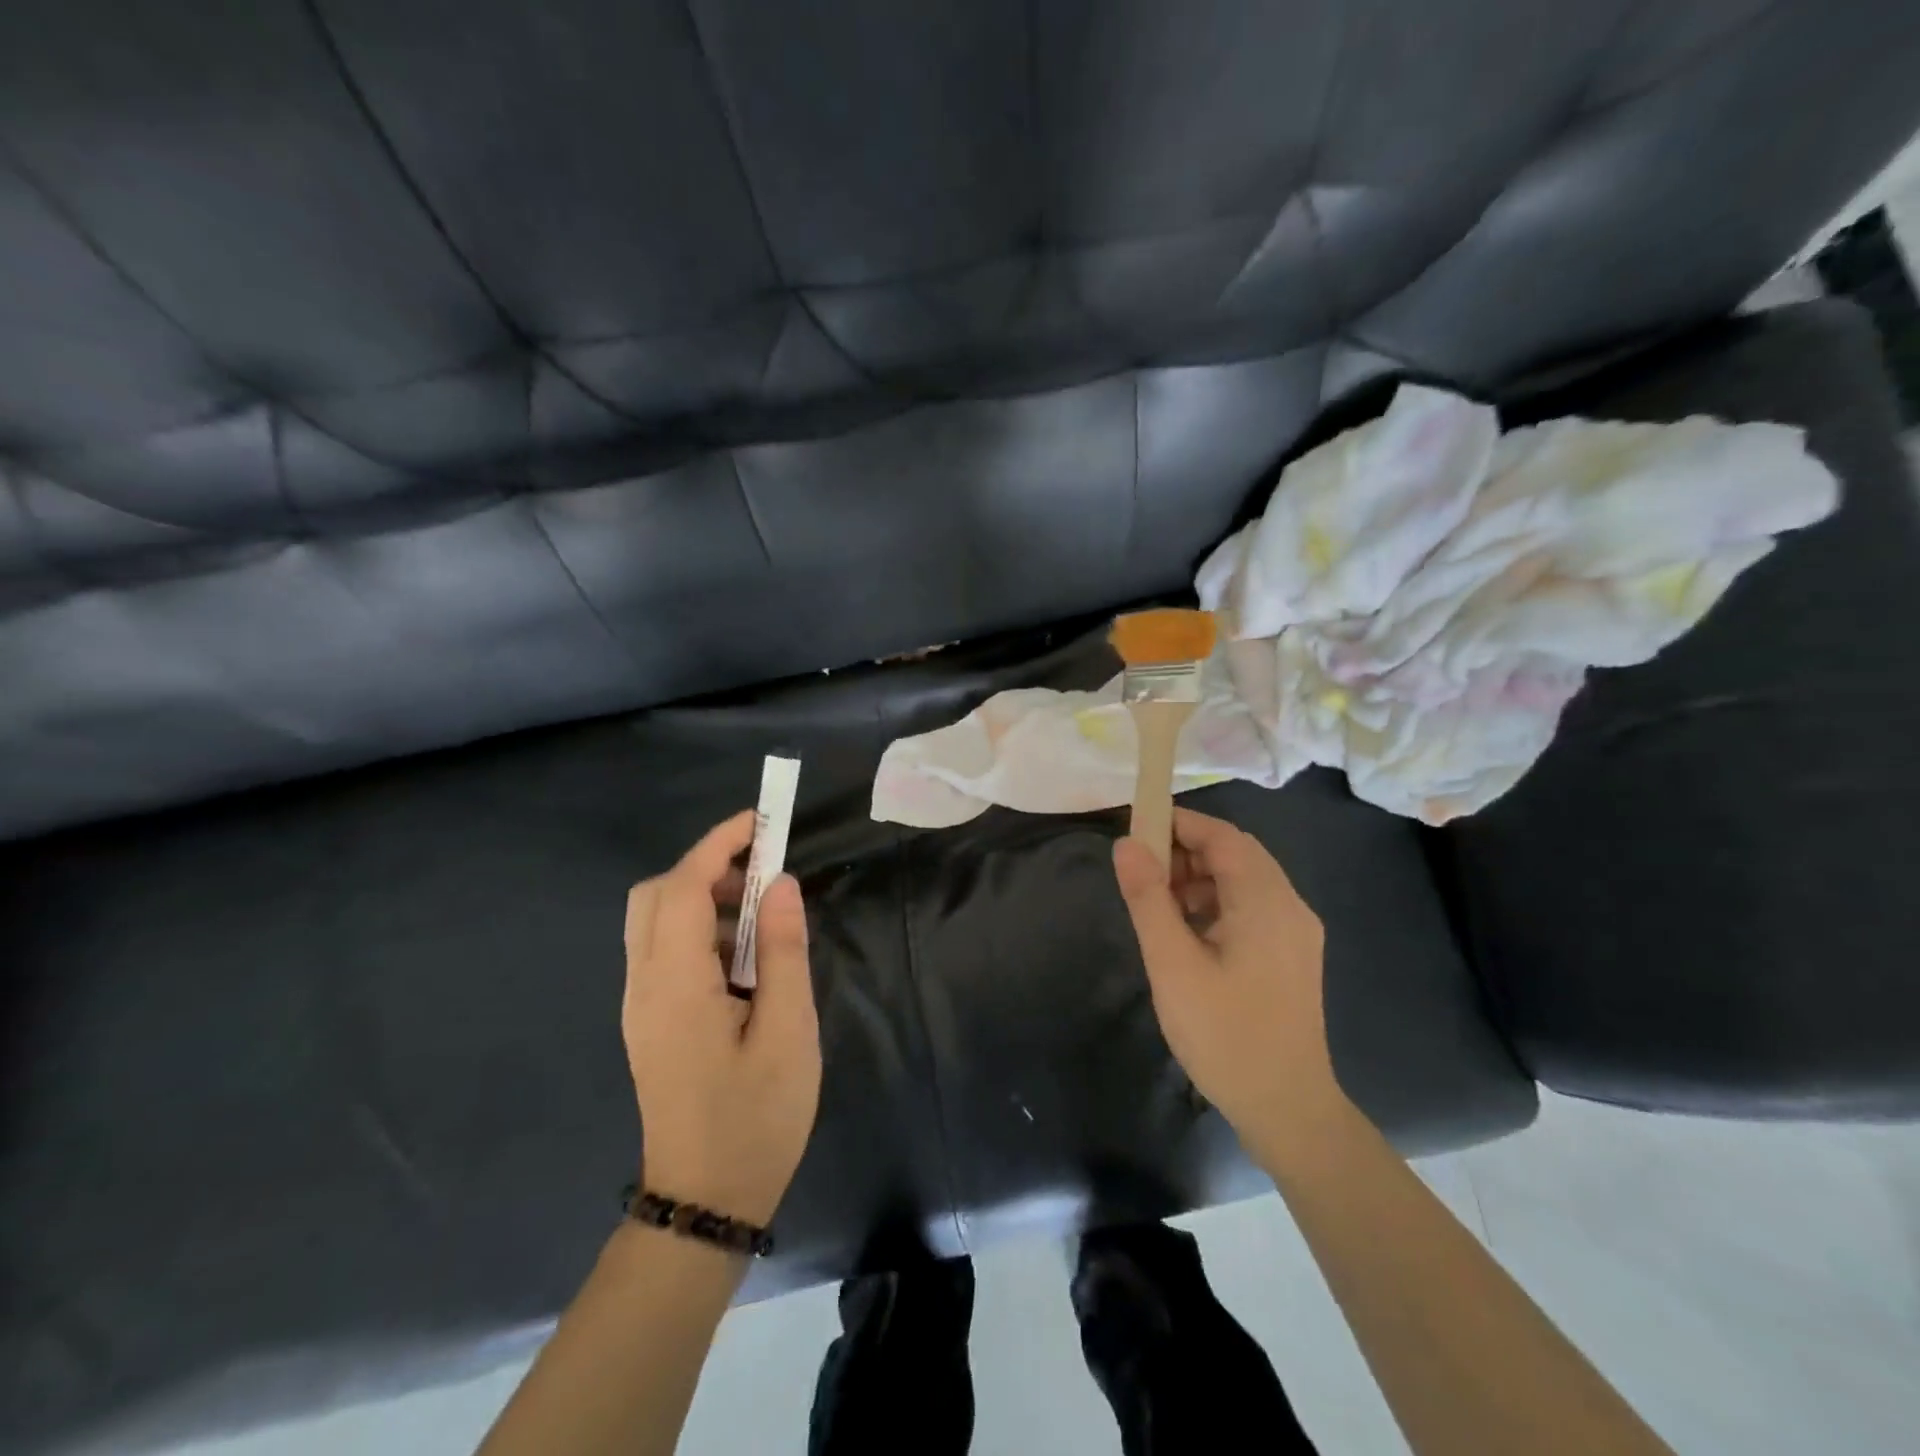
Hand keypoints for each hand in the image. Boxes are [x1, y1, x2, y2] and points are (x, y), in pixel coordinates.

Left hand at [623, 812, 821, 1226]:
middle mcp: (644, 985)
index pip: (683, 887)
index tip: (761, 820)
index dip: (718, 844)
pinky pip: (662, 950)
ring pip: (654, 921)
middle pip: (655, 895)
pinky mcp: (649, 1020)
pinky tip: (741, 954)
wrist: (704, 1203)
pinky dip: (697, 927)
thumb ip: (782, 951)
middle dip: (707, 865)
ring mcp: (641, 1004)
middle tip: (764, 873)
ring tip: (761, 911)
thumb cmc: (755, 1119)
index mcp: (675, 985)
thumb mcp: (788, 1032)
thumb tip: (780, 884)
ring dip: (703, 895)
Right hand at [1112, 809, 1344, 1154]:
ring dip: (1199, 878)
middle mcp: (1290, 906)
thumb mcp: (1172, 964)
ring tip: (1157, 903)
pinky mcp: (1292, 955)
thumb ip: (1148, 899)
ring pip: (1244, 881)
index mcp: (1266, 902)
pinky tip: (1187, 931)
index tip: (1136, 828)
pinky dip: (1216, 903)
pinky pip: (1252, 907)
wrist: (1287, 1109)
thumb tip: (1127, 845)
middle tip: (1141, 871)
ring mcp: (1296, 932)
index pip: (1223, 837)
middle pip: (1236, 854)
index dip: (1179, 823)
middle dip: (1186, 851)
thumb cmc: (1225, 1035)